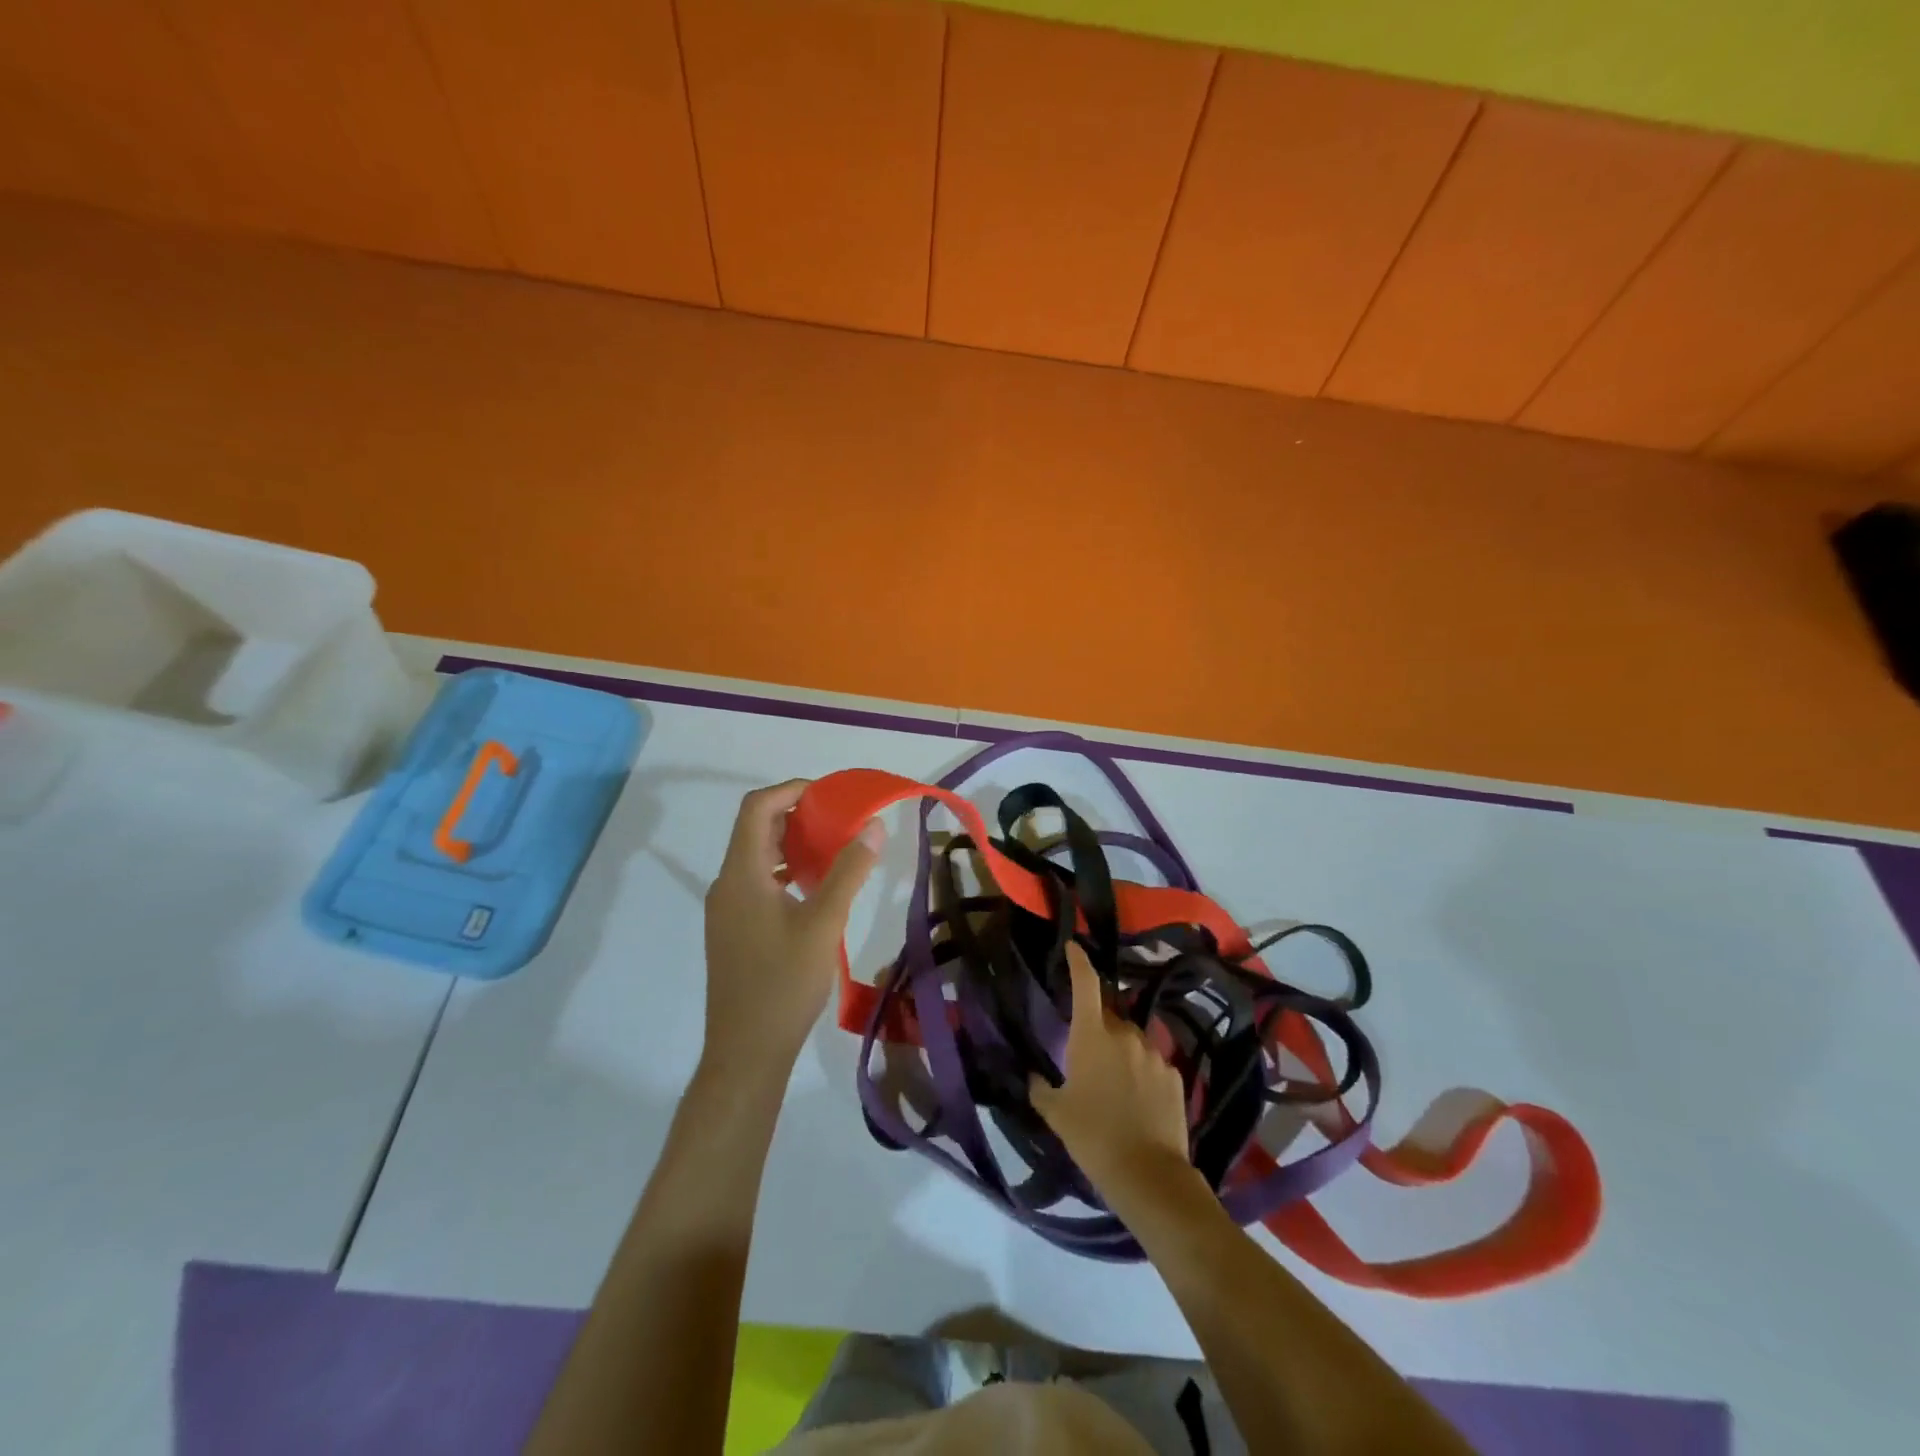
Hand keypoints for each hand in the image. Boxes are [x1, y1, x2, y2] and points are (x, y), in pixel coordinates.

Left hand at [701, 781, 884, 1083]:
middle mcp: (726, 885)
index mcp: (741, 875)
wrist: (746, 1053)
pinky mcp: (733, 930)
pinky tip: (815, 889)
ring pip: (757, 858)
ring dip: (792, 844)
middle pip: (755, 830)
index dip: (791, 791)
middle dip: (797, 816)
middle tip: (839, 820)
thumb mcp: (824, 923)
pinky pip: (757, 883)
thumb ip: (848, 871)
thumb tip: (873, 826)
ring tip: (834, 849)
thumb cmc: (784, 984)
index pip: (756, 808)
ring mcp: (726, 910)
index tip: (830, 795)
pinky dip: (786, 872)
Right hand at [1030, 942, 1196, 1205]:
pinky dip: (1142, 1072)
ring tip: (1113, 1084)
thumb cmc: (1092, 1137)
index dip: (1078, 962)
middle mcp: (1125, 1034)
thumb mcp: (1056, 1114)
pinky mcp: (1174, 1075)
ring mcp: (1154, 1053)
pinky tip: (1138, 1101)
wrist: (1148, 1175)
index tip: (1073, 947)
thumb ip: (1041, 1089)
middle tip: (1086, 1056)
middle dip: (1097, 1028)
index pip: (1085, 984)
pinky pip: (1152, 1063)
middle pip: (1108, 1017)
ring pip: (1132, 1040)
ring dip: (1121, 1051)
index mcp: (1092, 1035)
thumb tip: (1033, 1077)